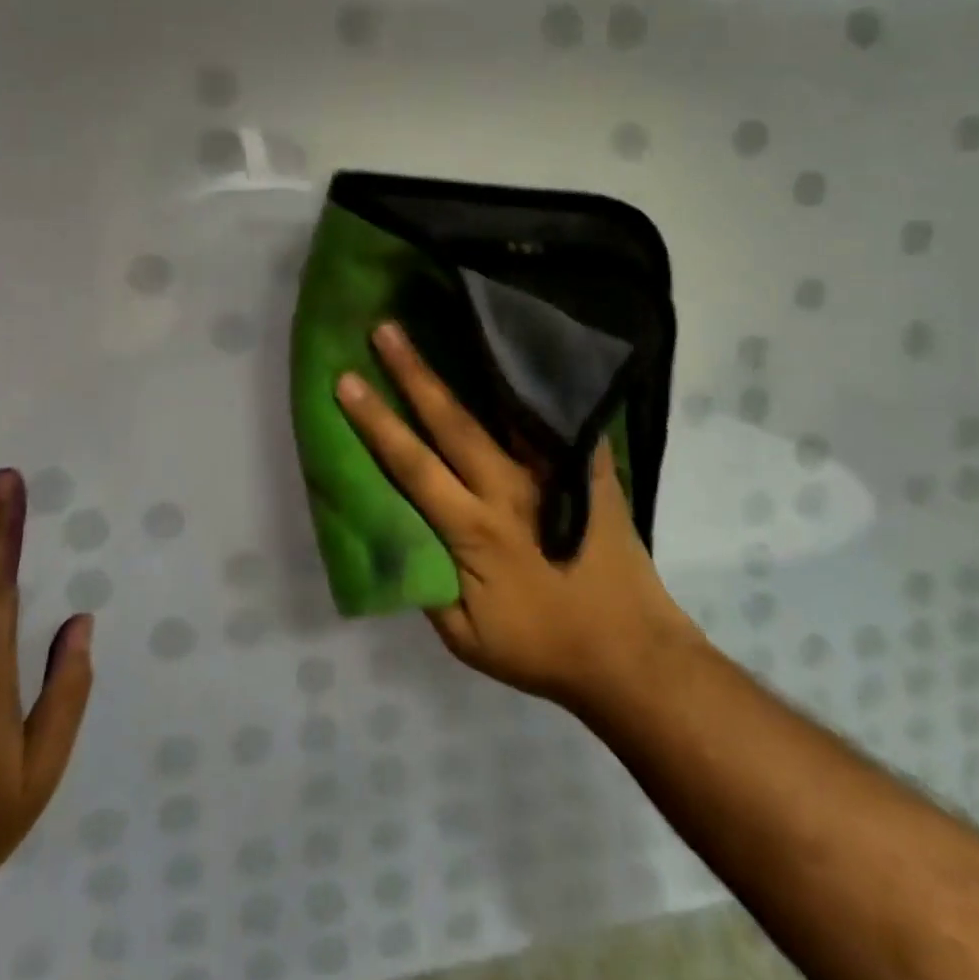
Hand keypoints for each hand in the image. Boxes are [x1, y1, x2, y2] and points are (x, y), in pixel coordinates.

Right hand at [336, 322, 699, 710]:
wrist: (631, 653)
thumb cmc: (542, 648)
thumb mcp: (466, 639)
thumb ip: (428, 584)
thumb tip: (403, 534)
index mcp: (473, 528)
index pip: (413, 464)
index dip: (376, 422)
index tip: (347, 381)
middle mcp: (509, 488)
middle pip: (453, 422)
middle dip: (414, 373)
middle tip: (386, 329)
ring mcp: (553, 475)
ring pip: (506, 411)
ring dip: (474, 369)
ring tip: (454, 326)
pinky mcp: (588, 472)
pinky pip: (560, 422)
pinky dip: (542, 388)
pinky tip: (526, 354)